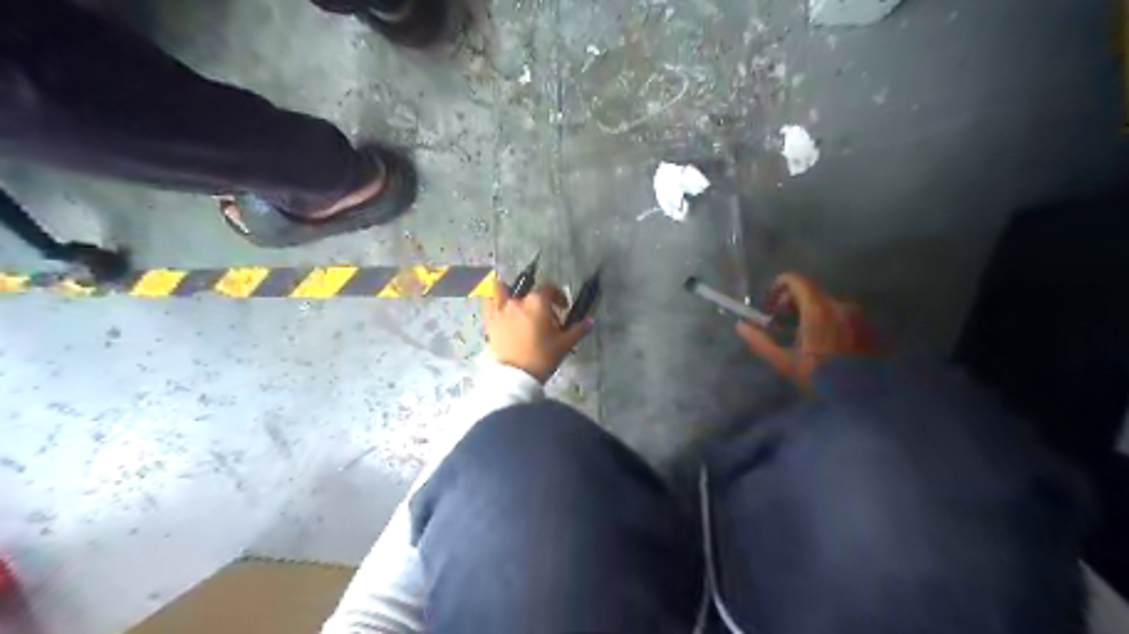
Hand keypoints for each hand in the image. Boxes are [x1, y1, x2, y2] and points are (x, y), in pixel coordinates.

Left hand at [482, 280, 594, 384]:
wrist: (515, 376)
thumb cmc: (542, 357)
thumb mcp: (564, 344)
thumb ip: (578, 330)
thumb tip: (590, 321)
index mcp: (537, 303)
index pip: (549, 289)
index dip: (558, 296)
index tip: (563, 308)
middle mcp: (517, 301)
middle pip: (528, 293)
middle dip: (538, 302)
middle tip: (545, 318)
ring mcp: (501, 310)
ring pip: (500, 290)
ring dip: (507, 291)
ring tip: (513, 301)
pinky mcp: (490, 322)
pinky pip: (487, 304)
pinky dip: (490, 300)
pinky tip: (493, 303)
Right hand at [739, 271, 875, 386]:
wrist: (865, 398)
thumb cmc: (820, 378)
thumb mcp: (785, 362)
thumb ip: (760, 341)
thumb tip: (741, 326)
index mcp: (817, 309)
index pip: (795, 279)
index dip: (779, 287)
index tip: (771, 306)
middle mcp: (840, 304)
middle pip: (811, 291)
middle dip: (793, 303)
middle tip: (783, 324)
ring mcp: (858, 315)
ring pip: (827, 303)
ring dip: (812, 313)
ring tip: (805, 338)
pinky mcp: (869, 326)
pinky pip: (843, 314)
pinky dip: (829, 321)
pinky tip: (827, 345)